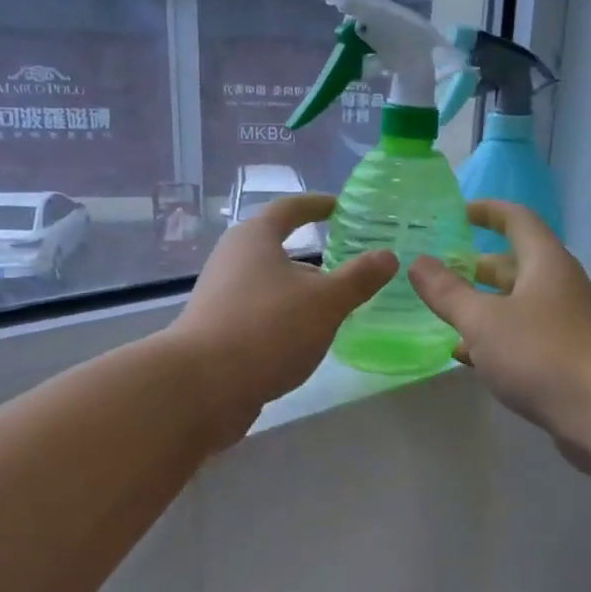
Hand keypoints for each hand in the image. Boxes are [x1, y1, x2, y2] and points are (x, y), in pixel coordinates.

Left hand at [168, 193, 396, 443]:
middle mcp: (232, 260)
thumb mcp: (325, 302)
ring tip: (334, 308)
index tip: (340, 207)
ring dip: (300, 292)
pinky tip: (305, 340)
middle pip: (277, 248)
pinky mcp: (218, 331)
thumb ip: (359, 278)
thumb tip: (388, 255)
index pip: (290, 209)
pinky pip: (261, 314)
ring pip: (270, 285)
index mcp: (254, 238)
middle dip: (314, 258)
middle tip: (349, 266)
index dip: (317, 205)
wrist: (202, 386)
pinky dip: (285, 318)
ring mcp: (221, 297)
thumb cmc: (267, 329)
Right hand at [407, 201, 590, 463]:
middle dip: (475, 265)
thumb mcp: (483, 321)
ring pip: (516, 303)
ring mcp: (565, 322)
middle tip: (437, 271)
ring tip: (443, 313)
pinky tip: (466, 354)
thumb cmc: (541, 354)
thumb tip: (418, 262)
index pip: (516, 219)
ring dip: (482, 305)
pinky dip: (494, 338)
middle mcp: (559, 285)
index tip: (455, 214)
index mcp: (544, 263)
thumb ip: (448, 292)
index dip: (486, 211)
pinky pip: (523, 335)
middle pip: (514, 263)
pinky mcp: (565, 356)